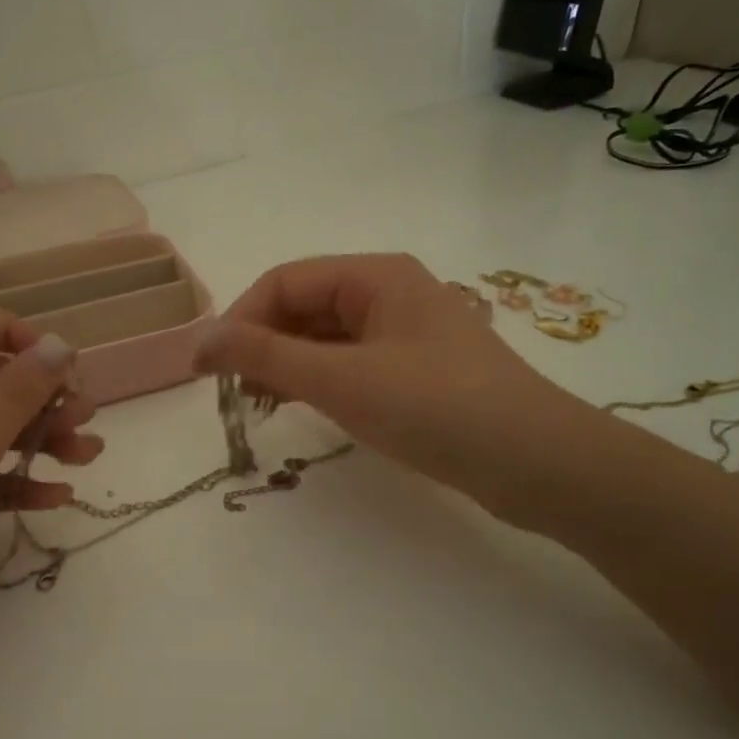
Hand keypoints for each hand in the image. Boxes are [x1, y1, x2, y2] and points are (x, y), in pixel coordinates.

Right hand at [195, 254, 613, 532]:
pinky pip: (352, 363)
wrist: (537, 463)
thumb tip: (201, 341)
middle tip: (235, 393)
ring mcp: (406, 333)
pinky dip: (320, 381)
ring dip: (288, 365)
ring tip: (262, 405)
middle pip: (305, 306)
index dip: (239, 320)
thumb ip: (266, 356)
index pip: (284, 281)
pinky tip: (304, 408)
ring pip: (327, 337)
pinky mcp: (417, 371)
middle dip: (263, 343)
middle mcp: (390, 293)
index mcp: (375, 276)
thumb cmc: (435, 407)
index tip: (208, 369)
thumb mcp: (341, 379)